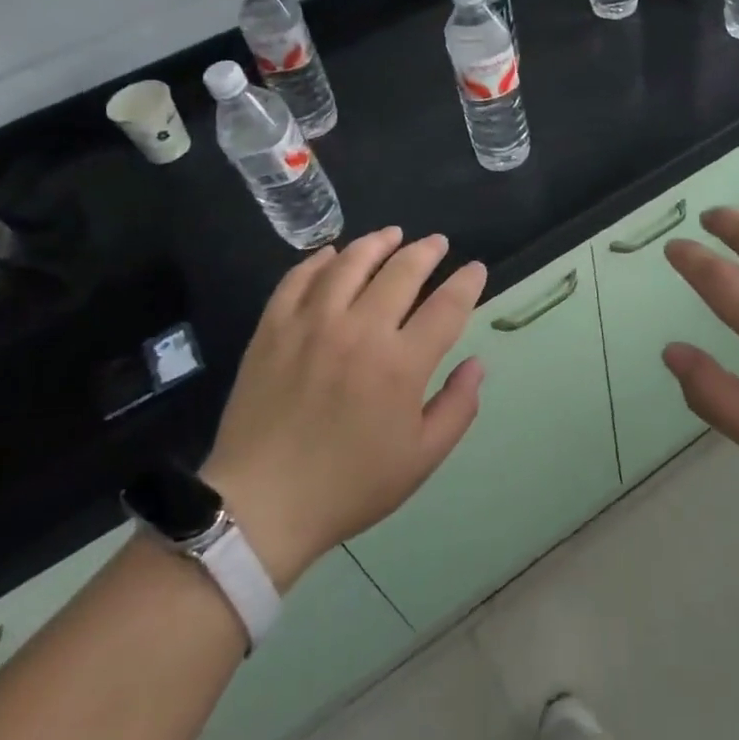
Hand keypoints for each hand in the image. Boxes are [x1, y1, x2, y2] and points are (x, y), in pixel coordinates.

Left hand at [201, 228, 486, 588]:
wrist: (262, 505)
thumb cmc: (349, 486)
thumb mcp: (421, 459)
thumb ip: (457, 407)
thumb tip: (477, 364)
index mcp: (401, 364)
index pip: (447, 306)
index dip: (467, 282)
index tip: (475, 269)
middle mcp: (360, 330)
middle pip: (402, 272)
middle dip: (427, 251)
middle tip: (437, 243)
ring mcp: (312, 324)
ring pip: (351, 263)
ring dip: (377, 243)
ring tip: (392, 234)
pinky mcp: (273, 328)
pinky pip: (299, 278)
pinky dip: (319, 261)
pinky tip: (333, 254)